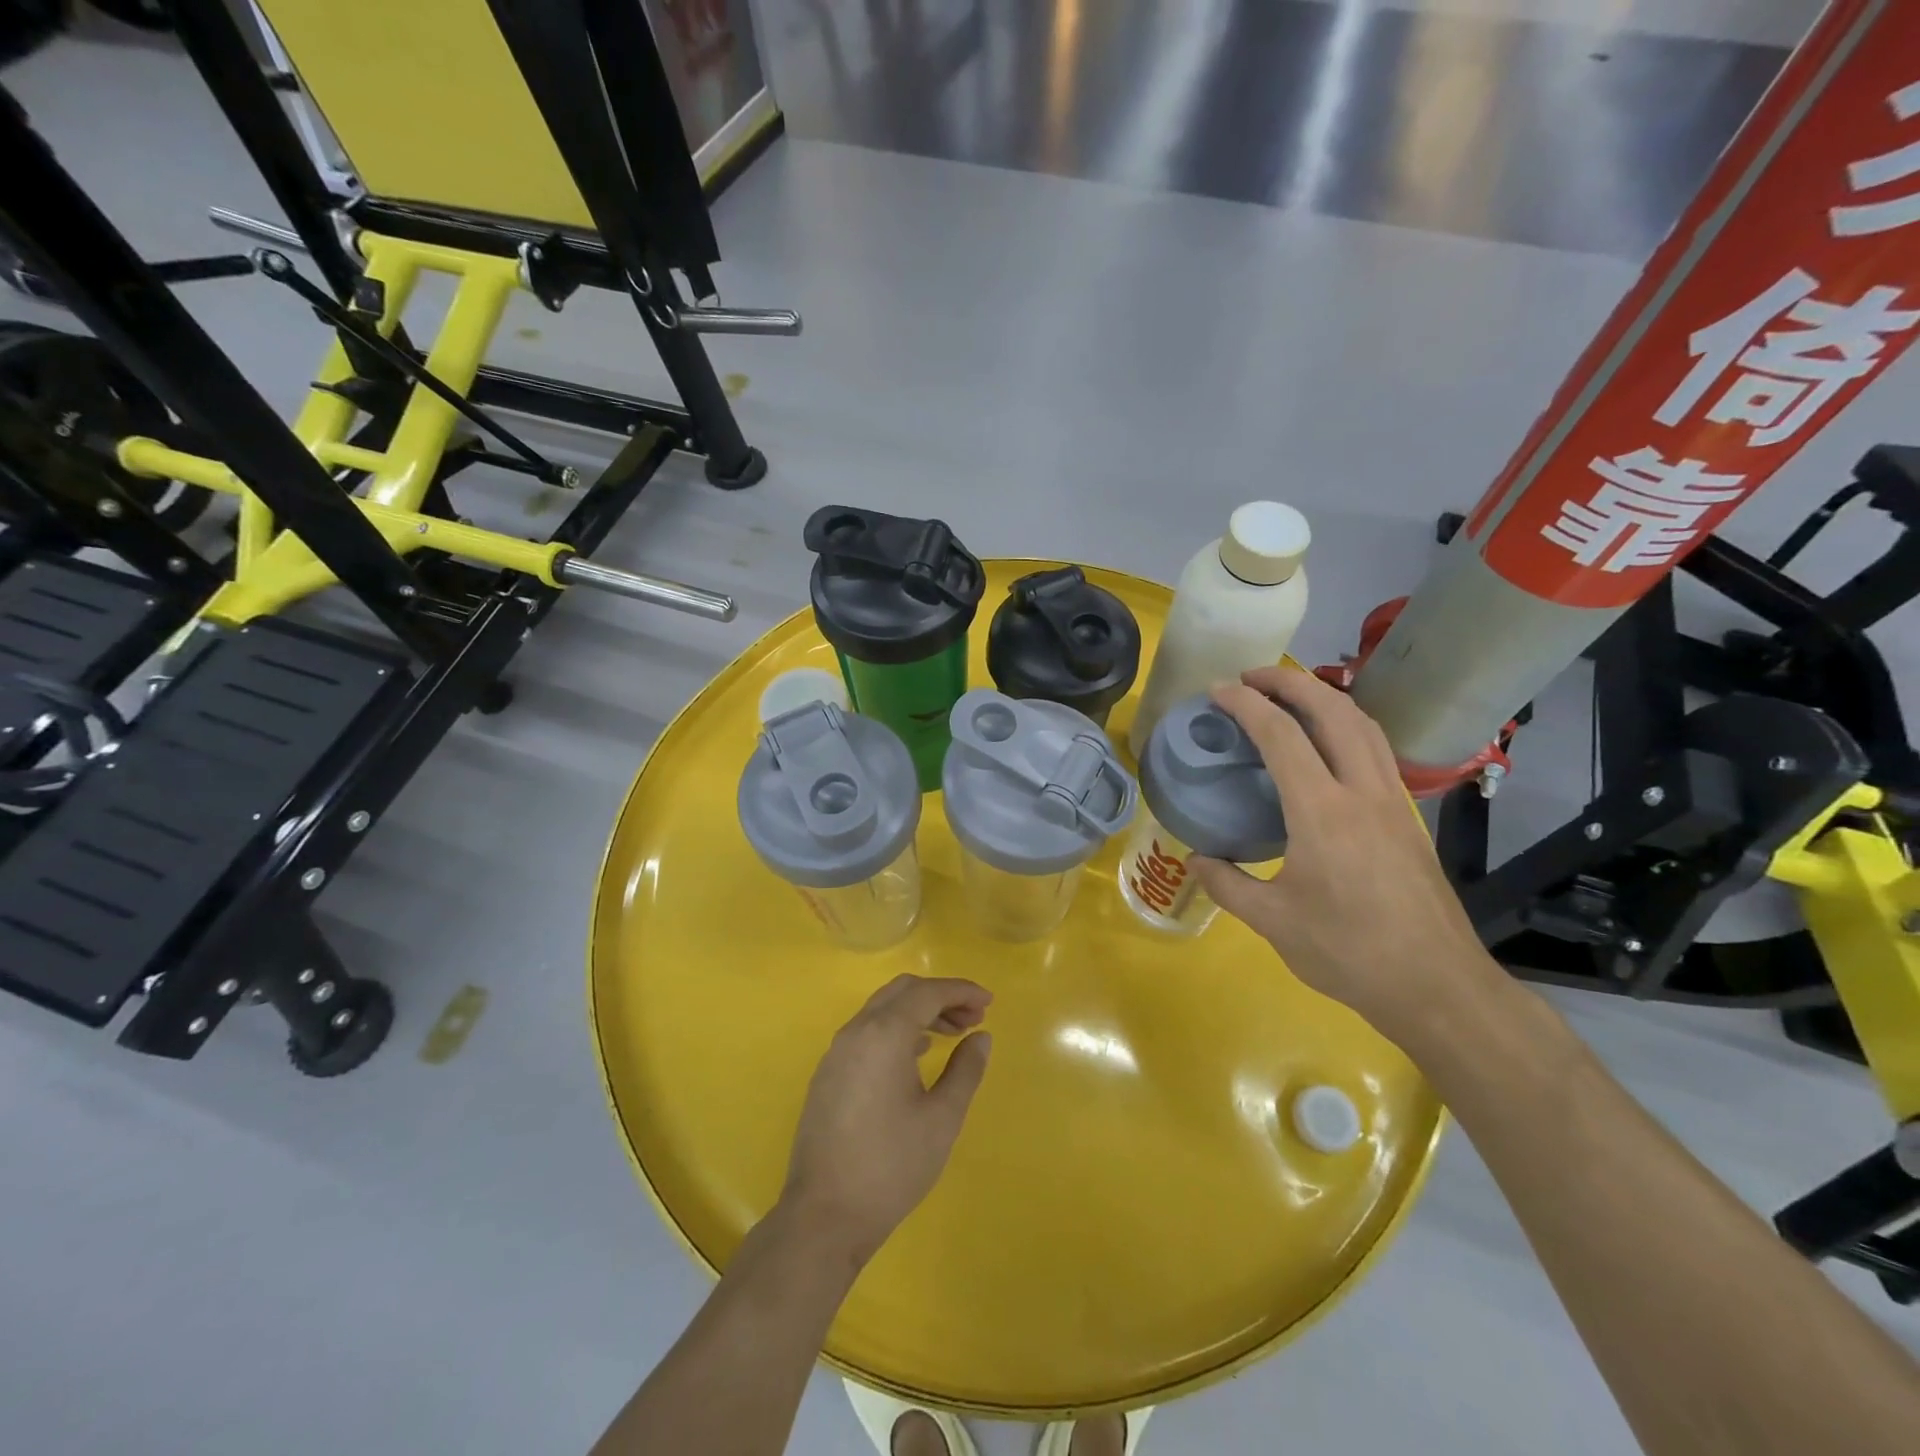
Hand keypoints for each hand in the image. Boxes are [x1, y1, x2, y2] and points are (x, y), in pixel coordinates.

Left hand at [780, 975, 993, 1269]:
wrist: (824, 1215)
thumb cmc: (891, 1165)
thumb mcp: (942, 1118)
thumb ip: (965, 1070)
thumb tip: (981, 1036)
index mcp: (884, 1034)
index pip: (928, 992)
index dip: (962, 991)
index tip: (989, 1003)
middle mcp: (856, 1031)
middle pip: (902, 991)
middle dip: (941, 996)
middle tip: (974, 1017)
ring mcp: (837, 1051)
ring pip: (883, 1009)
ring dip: (919, 1011)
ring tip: (953, 1034)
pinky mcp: (828, 1073)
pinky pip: (867, 1031)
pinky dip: (897, 1028)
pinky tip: (917, 1054)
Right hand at [1192, 666, 1499, 1045]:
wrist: (1436, 985)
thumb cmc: (1348, 952)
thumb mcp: (1273, 922)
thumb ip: (1227, 884)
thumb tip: (1195, 859)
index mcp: (1322, 812)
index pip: (1281, 735)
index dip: (1246, 704)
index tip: (1218, 690)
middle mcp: (1361, 792)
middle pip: (1332, 711)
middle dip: (1290, 681)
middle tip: (1252, 676)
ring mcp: (1392, 801)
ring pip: (1363, 724)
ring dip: (1325, 696)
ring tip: (1289, 694)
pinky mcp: (1406, 817)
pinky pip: (1377, 749)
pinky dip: (1347, 724)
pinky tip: (1328, 742)